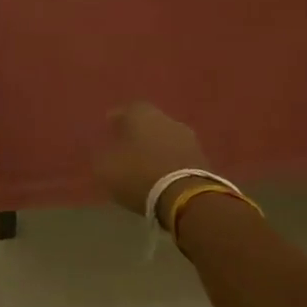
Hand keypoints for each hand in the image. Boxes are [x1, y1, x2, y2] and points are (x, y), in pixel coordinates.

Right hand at [94, 103, 210, 222]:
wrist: (184, 197)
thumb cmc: (138, 174)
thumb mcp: (106, 166)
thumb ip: (103, 154)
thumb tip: (106, 150)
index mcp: (142, 114)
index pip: (127, 109)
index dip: (117, 119)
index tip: (109, 129)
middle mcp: (167, 119)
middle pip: (150, 122)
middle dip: (138, 133)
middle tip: (126, 146)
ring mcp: (189, 138)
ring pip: (166, 139)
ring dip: (156, 148)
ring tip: (144, 164)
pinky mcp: (203, 159)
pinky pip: (178, 156)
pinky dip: (169, 162)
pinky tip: (160, 174)